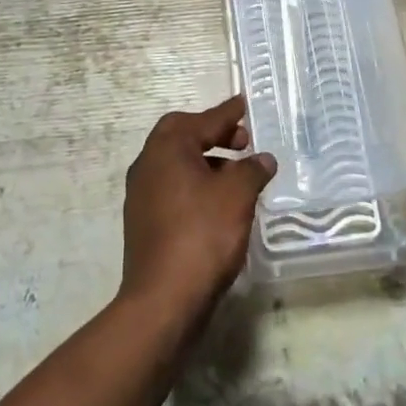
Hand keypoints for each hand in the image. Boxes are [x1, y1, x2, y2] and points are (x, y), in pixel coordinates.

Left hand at [119, 96, 276, 323]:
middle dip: (214, 135)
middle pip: (183, 136)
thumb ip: (252, 170)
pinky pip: (173, 189)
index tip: (244, 105)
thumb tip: (263, 159)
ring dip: (206, 162)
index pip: (203, 120)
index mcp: (167, 148)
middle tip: (243, 142)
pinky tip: (218, 203)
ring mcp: (142, 195)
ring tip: (237, 175)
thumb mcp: (237, 195)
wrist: (163, 301)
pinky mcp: (144, 223)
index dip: (228, 113)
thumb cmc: (202, 235)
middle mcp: (148, 164)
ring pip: (177, 165)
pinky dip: (196, 185)